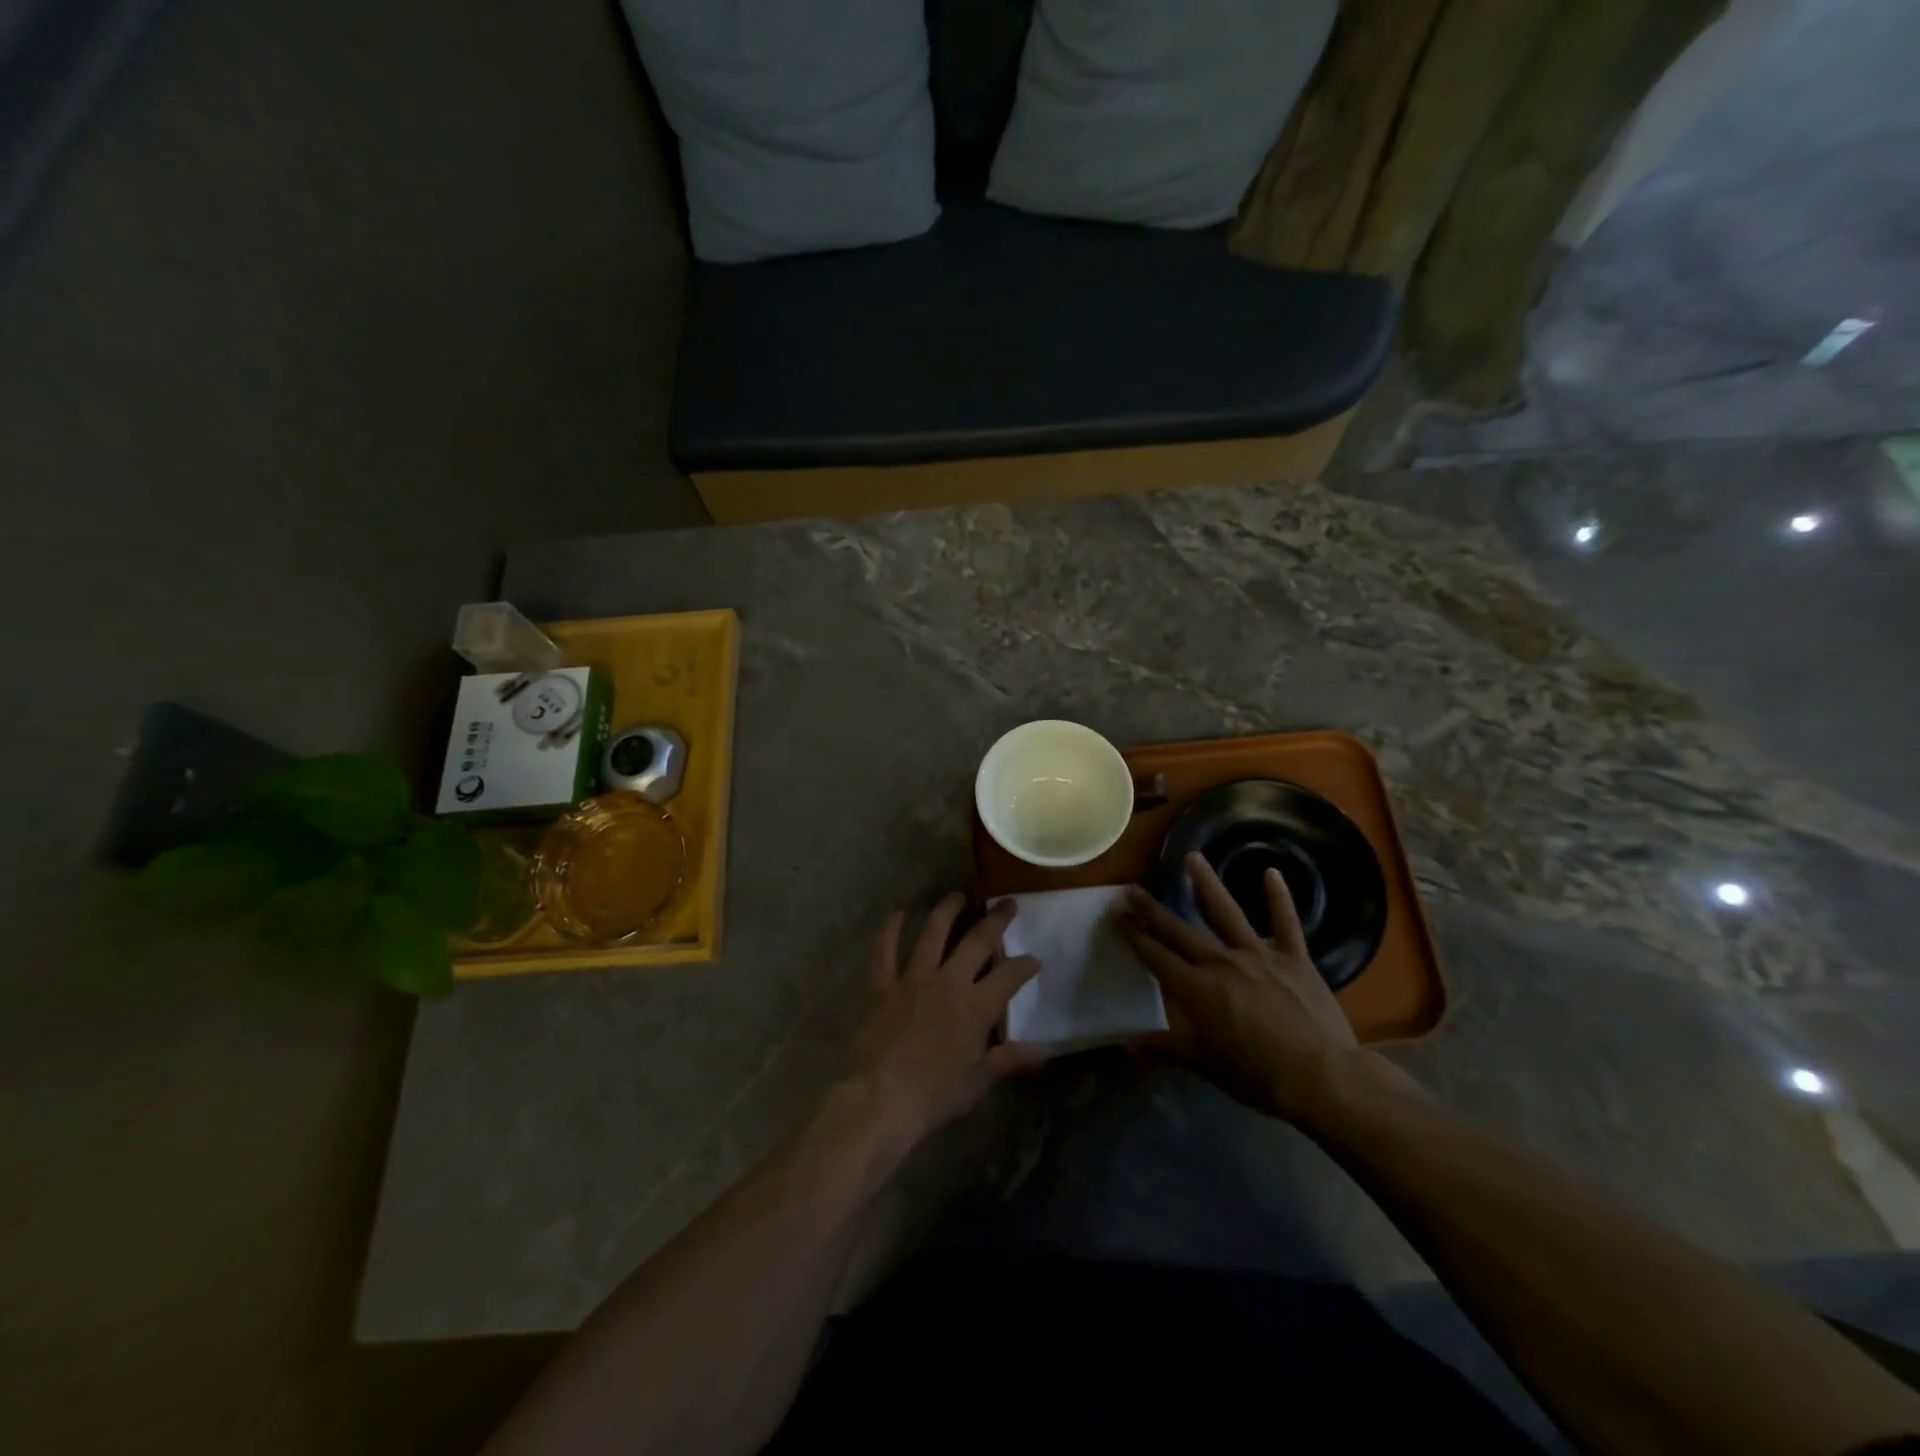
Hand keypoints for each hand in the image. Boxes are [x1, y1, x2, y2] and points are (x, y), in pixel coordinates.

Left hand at [852, 894, 1049, 1147]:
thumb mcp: (978, 1081)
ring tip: (958, 895)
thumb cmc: (935, 1095)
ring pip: (933, 933)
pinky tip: (897, 913)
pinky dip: (890, 929)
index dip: (1025, 964)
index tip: (1034, 959)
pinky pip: (885, 951)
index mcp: (975, 1007)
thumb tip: (1045, 1051)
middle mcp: (948, 982)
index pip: (1009, 976)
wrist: (882, 1099)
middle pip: (977, 941)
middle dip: (996, 920)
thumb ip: (1009, 1060)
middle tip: (1008, 903)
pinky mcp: (883, 985)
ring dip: (947, 911)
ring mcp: (913, 979)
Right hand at [1118, 852, 1366, 1125]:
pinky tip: (1271, 872)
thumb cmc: (1257, 1075)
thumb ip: (1166, 1049)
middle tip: (1134, 889)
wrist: (1321, 1078)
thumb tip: (1127, 1046)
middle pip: (1180, 930)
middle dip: (1154, 910)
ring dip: (1207, 884)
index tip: (1118, 915)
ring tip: (1192, 857)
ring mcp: (1259, 955)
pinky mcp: (1294, 958)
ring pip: (1226, 912)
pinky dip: (1279, 897)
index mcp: (1196, 988)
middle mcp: (1221, 962)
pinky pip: (1286, 923)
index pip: (1156, 955)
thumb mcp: (1205, 1065)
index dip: (1135, 935)